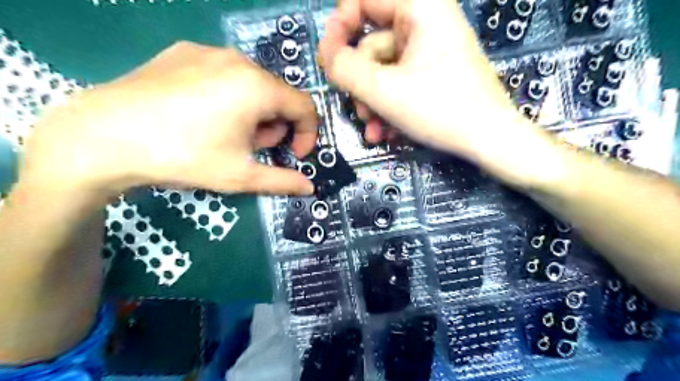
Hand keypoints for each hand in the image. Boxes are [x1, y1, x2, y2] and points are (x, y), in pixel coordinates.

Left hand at [20, 41, 318, 198]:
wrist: (102, 137)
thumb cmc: (184, 156)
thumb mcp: (240, 175)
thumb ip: (282, 181)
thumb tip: (309, 189)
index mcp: (257, 87)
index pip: (305, 106)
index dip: (308, 134)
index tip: (295, 155)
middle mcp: (238, 60)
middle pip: (278, 96)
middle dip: (275, 126)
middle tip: (251, 148)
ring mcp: (208, 51)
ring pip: (252, 84)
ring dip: (253, 112)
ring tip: (226, 133)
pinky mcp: (183, 51)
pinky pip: (224, 74)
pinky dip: (229, 96)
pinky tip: (202, 115)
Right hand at [318, 0, 557, 185]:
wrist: (489, 140)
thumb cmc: (441, 109)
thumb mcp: (384, 90)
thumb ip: (345, 68)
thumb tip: (327, 54)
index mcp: (420, 8)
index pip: (363, 0)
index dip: (339, 27)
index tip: (328, 60)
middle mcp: (425, 22)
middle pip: (371, 43)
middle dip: (360, 82)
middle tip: (358, 109)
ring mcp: (429, 50)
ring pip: (383, 70)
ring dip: (372, 101)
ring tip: (374, 129)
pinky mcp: (432, 73)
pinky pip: (398, 82)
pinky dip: (387, 105)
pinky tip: (385, 131)